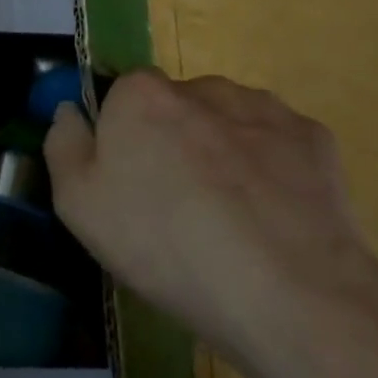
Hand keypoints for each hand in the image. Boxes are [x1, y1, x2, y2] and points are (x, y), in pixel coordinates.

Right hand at [44, 70, 377, 376]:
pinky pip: (276, 145)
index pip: (120, 97)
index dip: (122, 139)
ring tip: (231, 219)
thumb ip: (64, 144)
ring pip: (228, 122)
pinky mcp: (314, 138)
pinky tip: (270, 217)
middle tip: (178, 208)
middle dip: (173, 142)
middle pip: (175, 107)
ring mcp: (263, 108)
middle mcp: (201, 86)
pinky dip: (269, 170)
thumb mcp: (79, 206)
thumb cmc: (164, 244)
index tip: (129, 185)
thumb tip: (70, 111)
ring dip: (222, 152)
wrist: (286, 292)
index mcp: (140, 95)